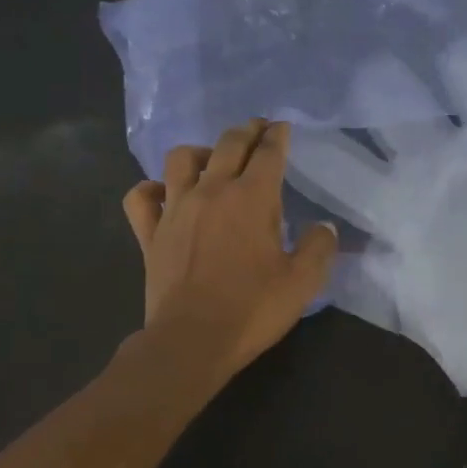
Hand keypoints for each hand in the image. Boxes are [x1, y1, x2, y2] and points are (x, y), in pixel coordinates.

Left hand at [122, 118, 338, 379]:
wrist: (192, 340)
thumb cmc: (252, 310)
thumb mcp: (302, 282)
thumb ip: (318, 248)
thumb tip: (324, 227)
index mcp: (252, 198)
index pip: (268, 153)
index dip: (277, 135)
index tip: (281, 127)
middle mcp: (211, 192)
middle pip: (228, 144)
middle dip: (247, 131)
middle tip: (257, 130)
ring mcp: (175, 209)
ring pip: (181, 158)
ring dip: (201, 152)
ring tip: (213, 161)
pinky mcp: (150, 232)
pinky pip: (141, 196)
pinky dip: (152, 188)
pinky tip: (164, 193)